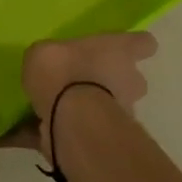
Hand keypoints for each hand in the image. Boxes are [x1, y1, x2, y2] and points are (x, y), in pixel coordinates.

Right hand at [0, 32, 157, 158]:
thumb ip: (52, 58)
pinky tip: (38, 132)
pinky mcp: (109, 138)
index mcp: (120, 50)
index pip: (143, 43)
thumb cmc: (64, 71)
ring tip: (60, 110)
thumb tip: (49, 65)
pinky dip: (68, 132)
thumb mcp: (43, 51)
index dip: (134, 46)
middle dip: (112, 82)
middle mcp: (130, 79)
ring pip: (113, 106)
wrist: (70, 119)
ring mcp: (124, 111)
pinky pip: (87, 131)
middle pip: (131, 78)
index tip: (122, 49)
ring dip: (93, 108)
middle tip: (83, 82)